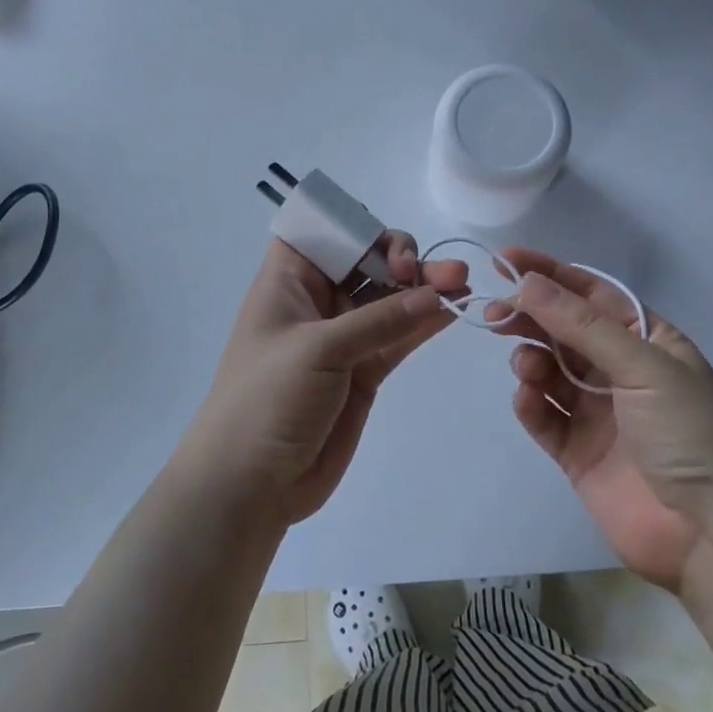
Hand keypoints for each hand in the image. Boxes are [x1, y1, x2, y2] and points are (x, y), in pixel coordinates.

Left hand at [179, 235, 469, 526]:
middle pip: (366, 261)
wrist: (249, 485)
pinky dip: (425, 322)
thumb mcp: (318, 350)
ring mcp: (343, 336)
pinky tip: (455, 308)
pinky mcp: (363, 370)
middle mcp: (317, 300)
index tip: (386, 246)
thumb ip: (379, 321)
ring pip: (389, 299)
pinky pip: (399, 336)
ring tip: (462, 283)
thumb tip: (436, 293)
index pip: (323, 231)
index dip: (357, 226)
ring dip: (424, 287)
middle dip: (403, 258)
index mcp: (289, 281)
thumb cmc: (267, 399)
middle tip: (437, 270)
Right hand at [488, 249, 712, 592]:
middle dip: (531, 316)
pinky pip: (544, 417)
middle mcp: (620, 370)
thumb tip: (528, 282)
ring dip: (531, 360)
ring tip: (526, 367)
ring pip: (549, 371)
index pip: (592, 294)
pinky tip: (526, 398)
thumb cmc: (691, 434)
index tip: (507, 260)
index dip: (551, 273)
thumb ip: (583, 326)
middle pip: (564, 330)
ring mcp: (598, 412)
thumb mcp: (644, 367)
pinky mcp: (578, 452)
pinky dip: (530, 403)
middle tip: (497, 312)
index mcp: (646, 340)